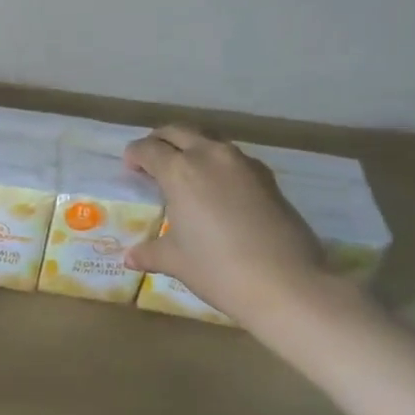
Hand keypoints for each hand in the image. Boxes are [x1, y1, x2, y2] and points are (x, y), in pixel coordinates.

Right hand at [123, 125, 334, 329]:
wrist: (285, 282)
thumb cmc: (217, 269)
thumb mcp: (175, 261)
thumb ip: (150, 252)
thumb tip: (130, 257)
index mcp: (180, 171)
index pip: (148, 149)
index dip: (134, 155)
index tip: (130, 167)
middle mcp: (210, 156)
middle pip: (179, 132)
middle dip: (161, 140)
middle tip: (151, 159)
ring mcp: (243, 163)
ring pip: (210, 140)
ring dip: (192, 147)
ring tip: (184, 172)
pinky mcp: (267, 177)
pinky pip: (233, 158)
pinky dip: (217, 163)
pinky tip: (217, 188)